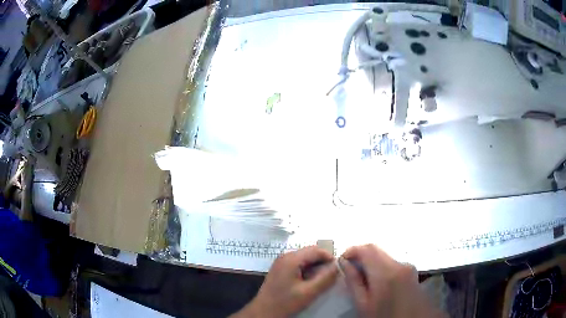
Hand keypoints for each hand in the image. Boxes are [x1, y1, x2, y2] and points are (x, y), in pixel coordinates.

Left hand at [233, 246, 338, 317]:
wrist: (264, 311)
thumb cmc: (285, 302)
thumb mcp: (309, 292)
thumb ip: (325, 278)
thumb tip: (337, 266)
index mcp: (291, 259)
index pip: (316, 250)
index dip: (329, 257)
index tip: (337, 269)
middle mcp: (285, 256)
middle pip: (310, 252)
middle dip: (322, 262)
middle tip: (330, 276)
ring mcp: (281, 262)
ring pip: (305, 258)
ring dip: (315, 266)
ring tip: (321, 280)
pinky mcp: (280, 269)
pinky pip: (298, 264)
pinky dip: (307, 270)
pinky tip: (309, 281)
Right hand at [341, 244, 444, 317]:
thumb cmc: (384, 316)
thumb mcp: (363, 304)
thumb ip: (353, 281)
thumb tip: (344, 263)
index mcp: (386, 273)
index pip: (367, 249)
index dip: (352, 250)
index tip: (342, 260)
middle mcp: (399, 264)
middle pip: (376, 249)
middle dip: (360, 255)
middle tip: (349, 268)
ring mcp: (408, 266)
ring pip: (384, 255)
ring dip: (371, 261)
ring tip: (362, 278)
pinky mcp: (412, 271)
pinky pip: (393, 262)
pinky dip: (381, 266)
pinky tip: (377, 281)